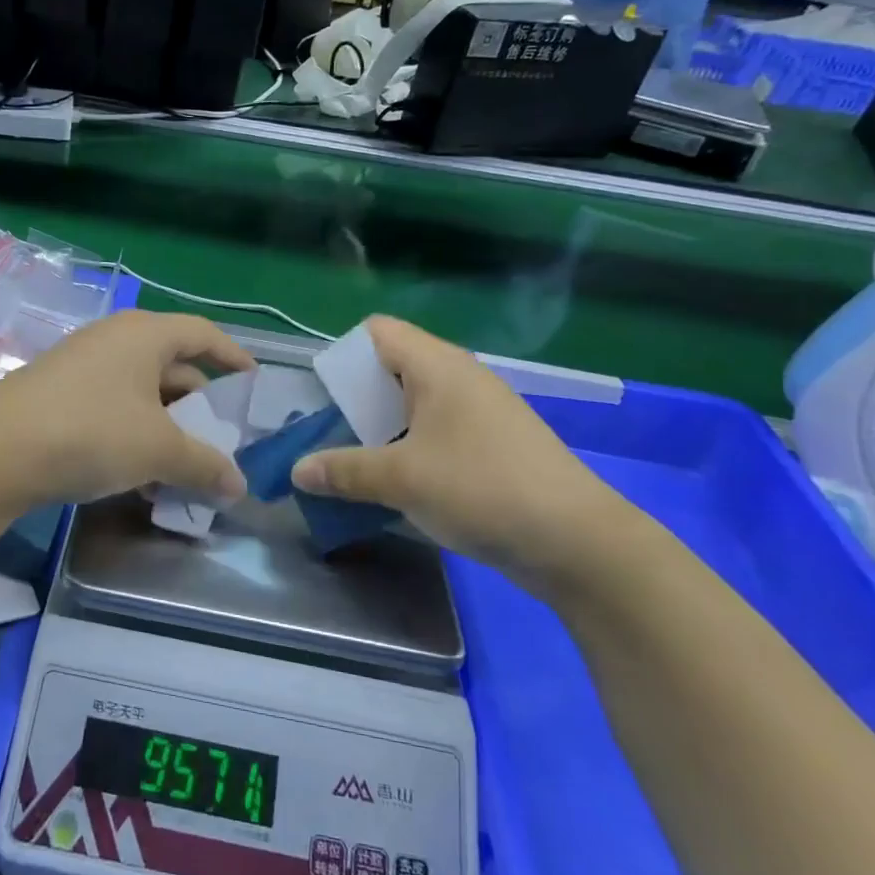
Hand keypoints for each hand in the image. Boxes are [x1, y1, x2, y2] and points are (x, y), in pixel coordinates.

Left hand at [0, 310, 254, 512]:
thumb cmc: (91, 432)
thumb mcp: (158, 450)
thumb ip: (204, 465)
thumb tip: (239, 485)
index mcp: (144, 335)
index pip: (203, 334)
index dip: (232, 356)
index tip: (252, 383)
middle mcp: (114, 339)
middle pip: (172, 365)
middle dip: (199, 404)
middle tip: (220, 439)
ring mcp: (82, 364)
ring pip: (141, 391)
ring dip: (166, 426)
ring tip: (183, 466)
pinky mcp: (58, 392)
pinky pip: (113, 405)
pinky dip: (134, 432)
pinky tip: (139, 473)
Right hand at [291, 317, 651, 591]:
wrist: (578, 543)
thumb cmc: (481, 489)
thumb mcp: (401, 479)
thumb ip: (344, 471)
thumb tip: (297, 471)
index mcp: (438, 367)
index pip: (378, 331)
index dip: (345, 353)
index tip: (322, 395)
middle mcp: (460, 379)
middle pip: (393, 367)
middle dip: (357, 398)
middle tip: (330, 432)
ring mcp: (481, 413)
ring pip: (416, 404)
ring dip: (382, 427)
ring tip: (355, 460)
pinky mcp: (494, 446)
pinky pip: (438, 431)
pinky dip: (411, 447)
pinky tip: (398, 483)